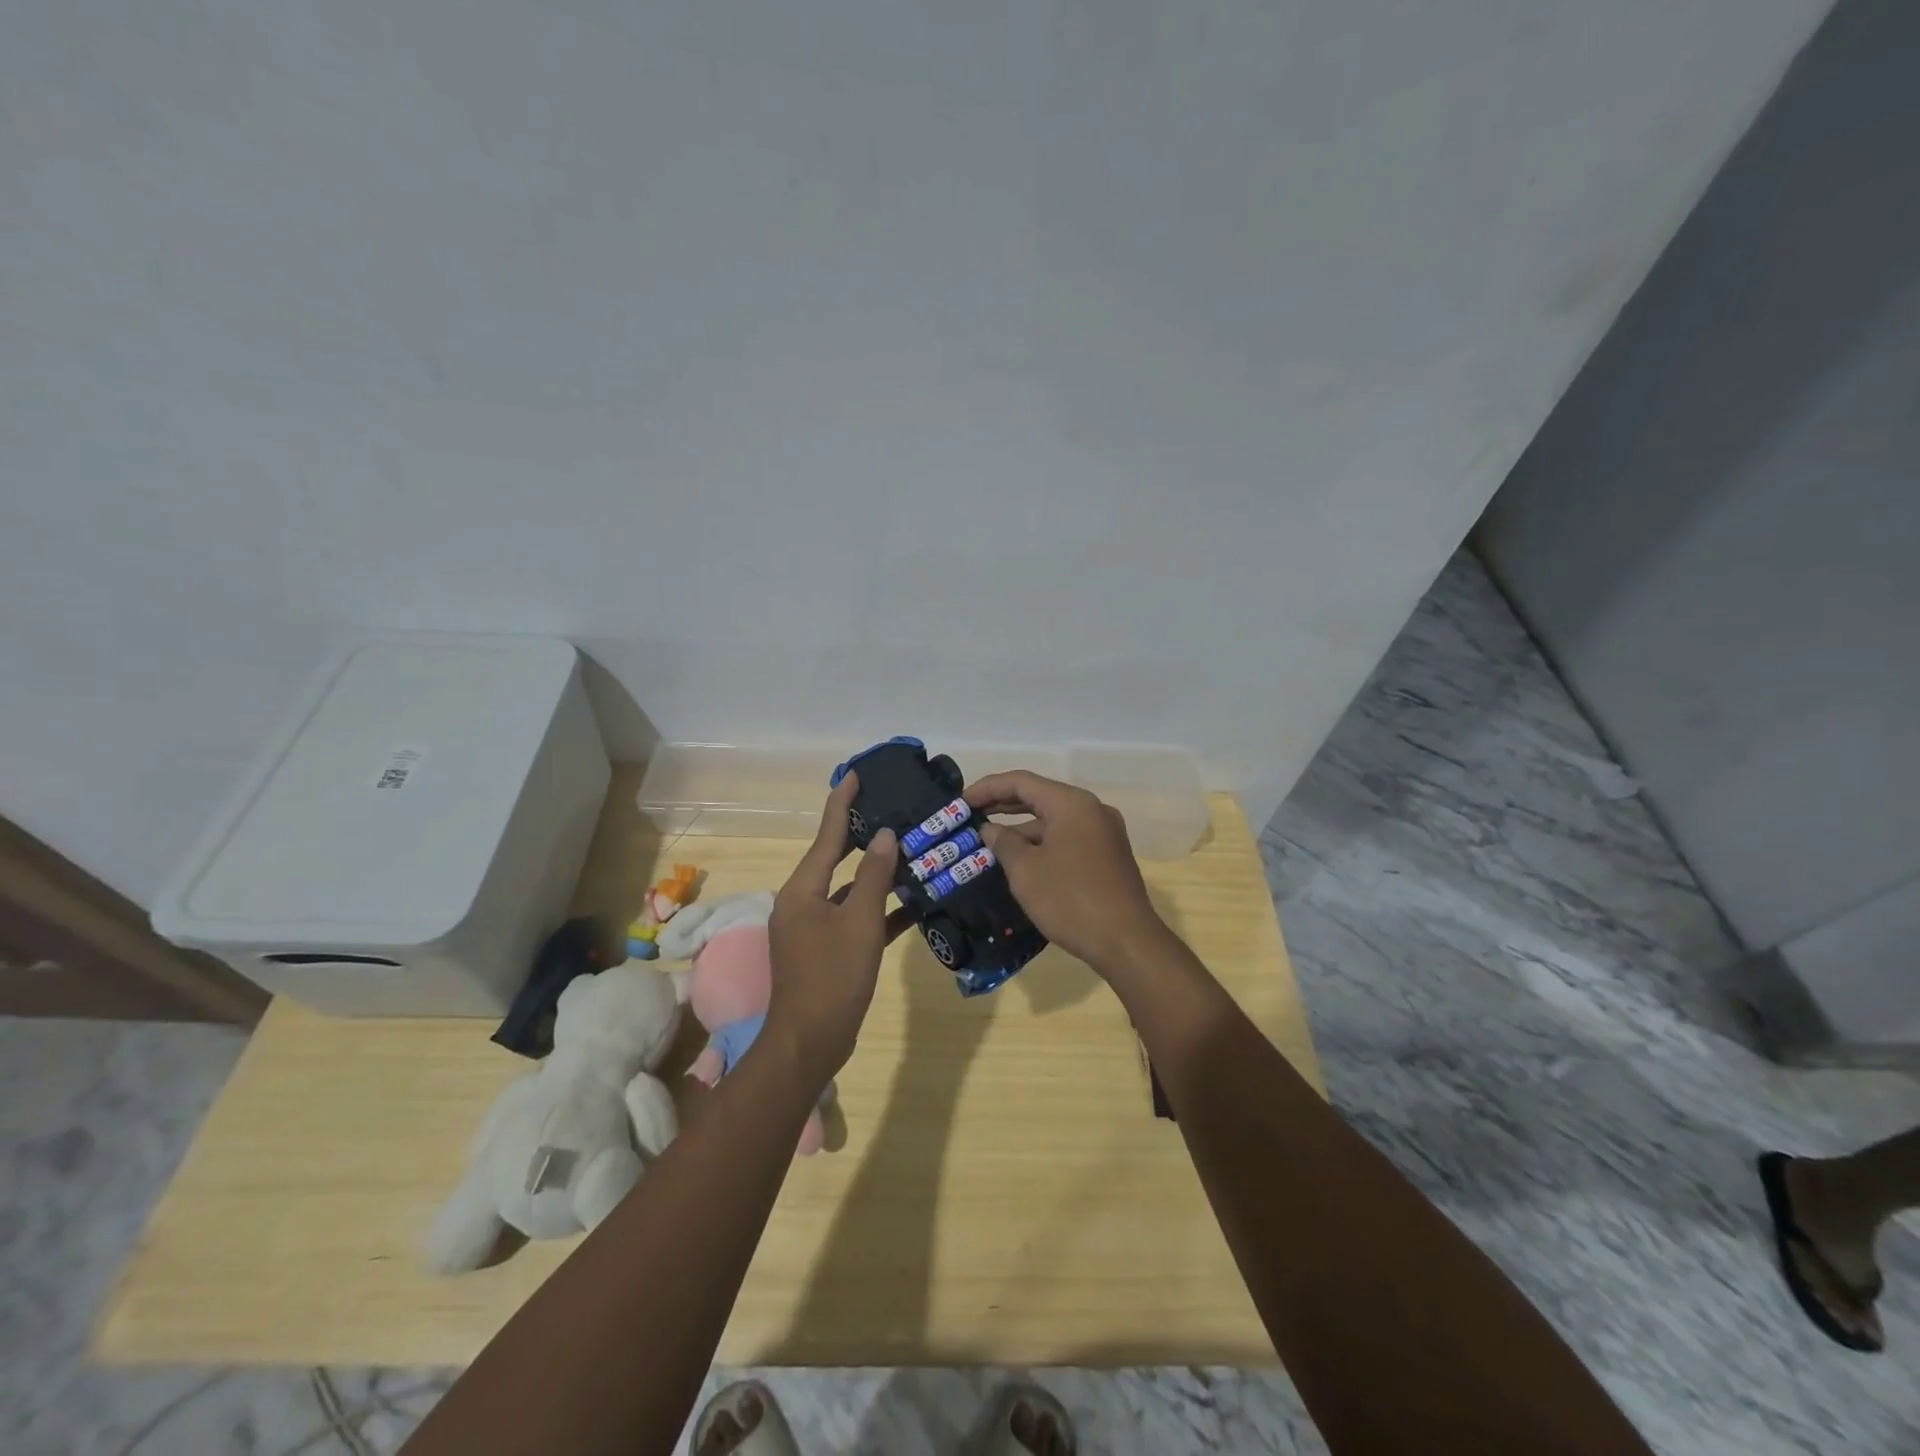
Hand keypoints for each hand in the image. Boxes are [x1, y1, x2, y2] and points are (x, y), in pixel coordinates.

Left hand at [766, 773, 902, 1084]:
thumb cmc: (833, 976)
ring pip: (847, 889)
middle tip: (890, 808)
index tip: (856, 774)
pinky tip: (910, 904)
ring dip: (875, 874)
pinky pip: (853, 918)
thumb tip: (887, 836)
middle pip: (835, 858)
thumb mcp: (859, 922)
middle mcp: (802, 902)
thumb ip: (874, 876)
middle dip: (861, 834)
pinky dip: (876, 909)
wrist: (810, 1042)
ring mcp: (812, 928)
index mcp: (802, 889)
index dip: (841, 802)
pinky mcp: (826, 950)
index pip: (826, 834)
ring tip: (908, 849)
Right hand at [964, 770, 1166, 973]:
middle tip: (970, 814)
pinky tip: (1020, 859)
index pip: (1022, 782)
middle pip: (1040, 796)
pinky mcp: (1108, 855)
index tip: (961, 801)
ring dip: (1022, 827)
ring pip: (1054, 819)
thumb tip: (990, 829)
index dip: (988, 788)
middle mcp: (1092, 810)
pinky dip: (1042, 842)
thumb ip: (1004, 842)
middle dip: (1003, 804)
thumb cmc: (1070, 900)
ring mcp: (1104, 833)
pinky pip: (1067, 837)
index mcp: (1072, 804)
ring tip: (989, 840)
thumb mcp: (1026, 871)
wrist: (1127, 942)